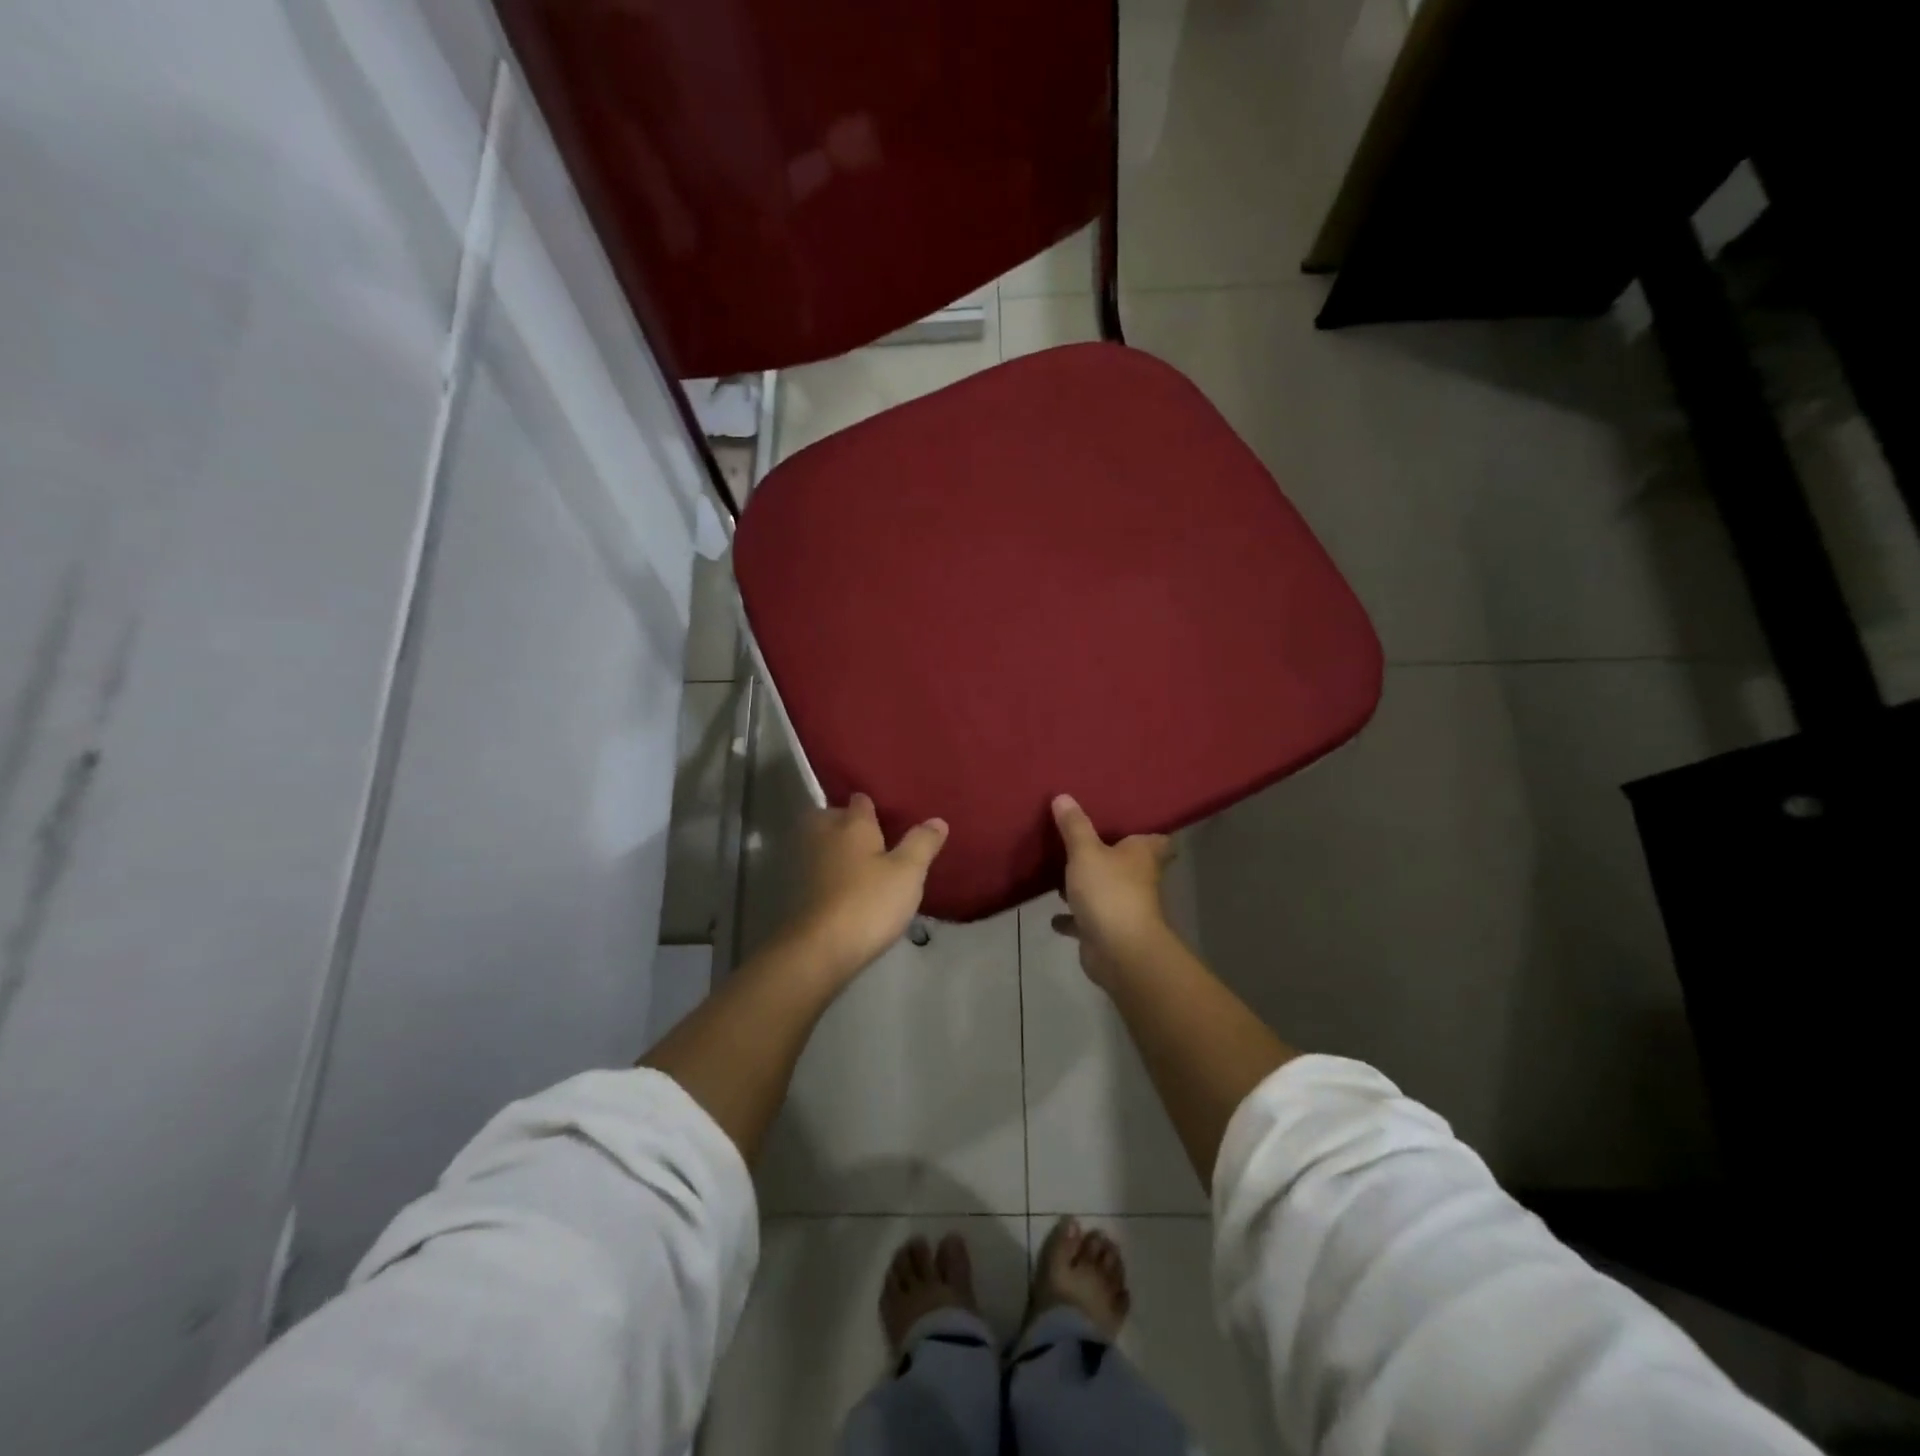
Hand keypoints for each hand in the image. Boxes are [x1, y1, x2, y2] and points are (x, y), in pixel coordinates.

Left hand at [787, 793, 947, 979]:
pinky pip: (815, 870)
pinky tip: (844, 889)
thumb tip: (937, 820)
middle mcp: (824, 835)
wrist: (820, 948)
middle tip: (872, 838)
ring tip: (860, 864)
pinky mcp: (796, 890)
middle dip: (846, 822)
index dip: (873, 805)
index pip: (860, 800)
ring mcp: (805, 863)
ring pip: (820, 844)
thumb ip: (922, 843)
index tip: (888, 815)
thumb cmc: (869, 902)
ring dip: (835, 848)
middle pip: (831, 817)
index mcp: (851, 824)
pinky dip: (826, 873)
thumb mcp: (908, 872)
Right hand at [1050, 795, 1173, 986]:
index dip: (1146, 828)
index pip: (1156, 837)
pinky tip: (1053, 914)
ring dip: (1086, 884)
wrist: (1119, 951)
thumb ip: (1074, 826)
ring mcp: (1123, 906)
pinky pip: (1085, 919)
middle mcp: (1138, 878)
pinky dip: (1072, 917)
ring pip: (1104, 889)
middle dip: (1108, 853)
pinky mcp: (1106, 931)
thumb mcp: (1086, 851)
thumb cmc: (1109, 891)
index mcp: (1142, 854)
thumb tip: (1063, 796)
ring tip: (1061, 869)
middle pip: (1126, 862)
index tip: (1128, 817)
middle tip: (1082, 836)